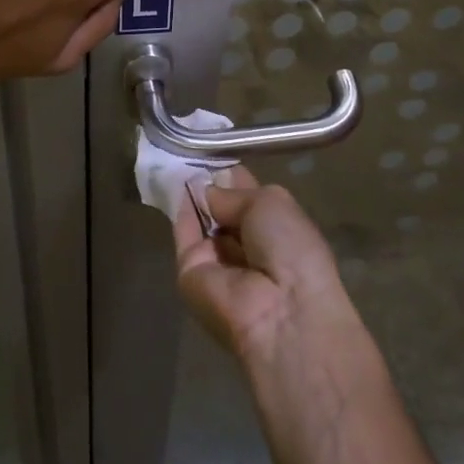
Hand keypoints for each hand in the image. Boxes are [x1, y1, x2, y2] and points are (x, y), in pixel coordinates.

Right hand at [173, 168, 357, 369]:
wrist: (279, 311)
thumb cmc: (291, 249)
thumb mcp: (270, 202)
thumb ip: (232, 193)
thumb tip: (206, 190)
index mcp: (277, 230)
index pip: (248, 197)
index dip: (232, 176)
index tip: (213, 152)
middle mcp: (247, 245)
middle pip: (223, 210)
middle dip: (210, 185)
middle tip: (190, 152)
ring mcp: (218, 261)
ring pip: (201, 222)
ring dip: (192, 195)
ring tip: (176, 160)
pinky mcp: (190, 273)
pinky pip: (184, 235)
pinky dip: (179, 210)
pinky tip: (172, 183)